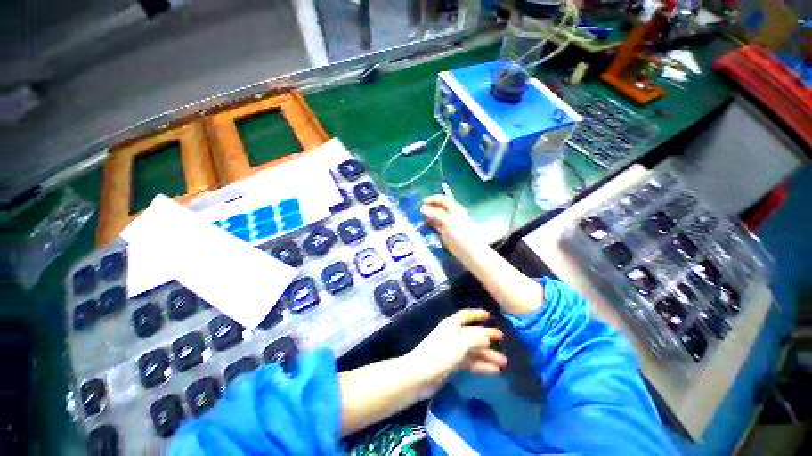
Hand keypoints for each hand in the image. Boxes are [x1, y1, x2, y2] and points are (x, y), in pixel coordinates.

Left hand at [403, 309, 505, 399]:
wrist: (420, 375)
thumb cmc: (440, 354)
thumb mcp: (460, 344)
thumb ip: (475, 339)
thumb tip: (486, 337)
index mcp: (452, 325)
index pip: (465, 315)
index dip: (476, 314)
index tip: (489, 315)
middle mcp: (453, 335)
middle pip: (472, 333)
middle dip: (486, 336)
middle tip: (502, 338)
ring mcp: (453, 350)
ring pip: (473, 349)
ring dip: (487, 354)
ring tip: (503, 362)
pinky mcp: (452, 364)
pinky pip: (470, 362)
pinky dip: (481, 365)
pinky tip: (494, 370)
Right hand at [421, 195, 480, 257]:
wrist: (469, 252)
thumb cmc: (460, 234)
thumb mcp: (448, 222)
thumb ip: (435, 214)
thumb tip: (423, 208)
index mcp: (455, 209)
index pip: (443, 200)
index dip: (433, 199)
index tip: (422, 202)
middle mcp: (451, 215)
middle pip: (439, 208)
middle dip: (429, 208)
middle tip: (418, 211)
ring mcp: (448, 224)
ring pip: (436, 217)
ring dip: (428, 217)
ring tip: (419, 219)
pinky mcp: (445, 233)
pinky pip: (436, 226)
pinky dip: (429, 225)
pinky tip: (424, 227)